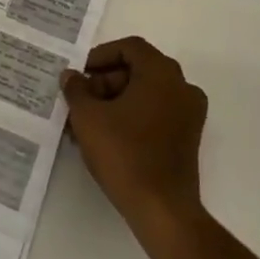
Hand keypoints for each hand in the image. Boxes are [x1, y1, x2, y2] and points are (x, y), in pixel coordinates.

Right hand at [62, 36, 208, 253]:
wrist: (163, 211)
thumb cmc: (125, 154)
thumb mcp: (88, 117)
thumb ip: (76, 89)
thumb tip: (71, 76)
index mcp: (161, 73)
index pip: (129, 48)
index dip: (100, 56)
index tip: (80, 74)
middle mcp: (181, 87)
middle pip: (137, 70)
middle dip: (104, 82)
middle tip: (79, 100)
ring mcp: (188, 114)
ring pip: (144, 94)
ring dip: (114, 102)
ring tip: (84, 123)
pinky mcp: (187, 138)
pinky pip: (155, 114)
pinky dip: (131, 117)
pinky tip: (104, 137)